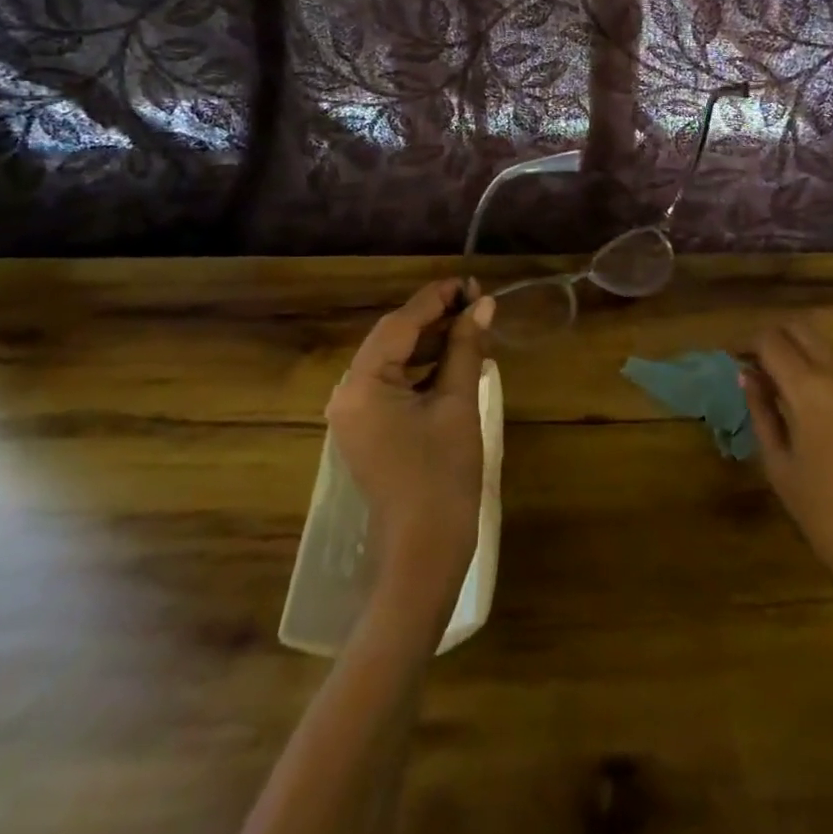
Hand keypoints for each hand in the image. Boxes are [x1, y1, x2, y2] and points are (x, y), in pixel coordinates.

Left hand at [327, 280, 494, 621]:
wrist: (425, 551)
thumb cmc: (442, 475)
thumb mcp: (458, 403)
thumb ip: (465, 348)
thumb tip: (483, 304)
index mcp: (362, 385)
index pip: (400, 324)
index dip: (436, 298)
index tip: (470, 282)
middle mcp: (348, 394)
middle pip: (394, 339)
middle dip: (435, 318)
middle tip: (477, 302)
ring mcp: (355, 414)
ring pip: (395, 360)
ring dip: (431, 342)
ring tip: (473, 326)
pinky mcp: (368, 429)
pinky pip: (394, 384)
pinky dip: (423, 369)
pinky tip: (456, 359)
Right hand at [743, 320, 832, 619]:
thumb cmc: (825, 515)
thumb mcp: (779, 466)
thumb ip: (761, 412)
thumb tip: (747, 375)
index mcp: (809, 390)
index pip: (770, 341)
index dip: (745, 343)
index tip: (730, 358)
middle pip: (800, 328)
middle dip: (771, 336)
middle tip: (751, 361)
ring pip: (824, 341)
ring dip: (797, 346)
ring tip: (775, 375)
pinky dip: (819, 362)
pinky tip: (806, 392)